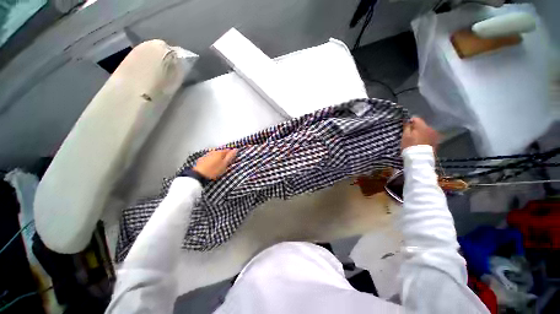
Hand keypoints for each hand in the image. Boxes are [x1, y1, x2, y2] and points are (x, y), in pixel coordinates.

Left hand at [193, 149, 236, 179]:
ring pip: (216, 155)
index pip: (228, 150)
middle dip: (225, 156)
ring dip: (219, 158)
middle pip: (222, 152)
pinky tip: (213, 166)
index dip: (232, 154)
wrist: (198, 175)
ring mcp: (207, 155)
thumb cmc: (214, 170)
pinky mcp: (202, 159)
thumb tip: (236, 149)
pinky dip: (213, 160)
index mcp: (220, 152)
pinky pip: (210, 158)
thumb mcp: (225, 164)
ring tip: (220, 165)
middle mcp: (213, 151)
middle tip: (227, 163)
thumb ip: (230, 156)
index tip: (233, 158)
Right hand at [401, 117, 439, 149]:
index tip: (405, 126)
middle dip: (416, 128)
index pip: (416, 119)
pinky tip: (421, 143)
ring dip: (421, 133)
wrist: (419, 158)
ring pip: (426, 131)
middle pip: (422, 125)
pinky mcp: (436, 142)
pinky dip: (425, 138)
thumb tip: (407, 120)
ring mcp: (434, 136)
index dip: (410, 121)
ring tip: (415, 139)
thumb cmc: (410, 146)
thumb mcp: (405, 136)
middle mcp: (431, 128)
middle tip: (410, 134)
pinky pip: (429, 137)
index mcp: (422, 126)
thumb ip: (407, 126)